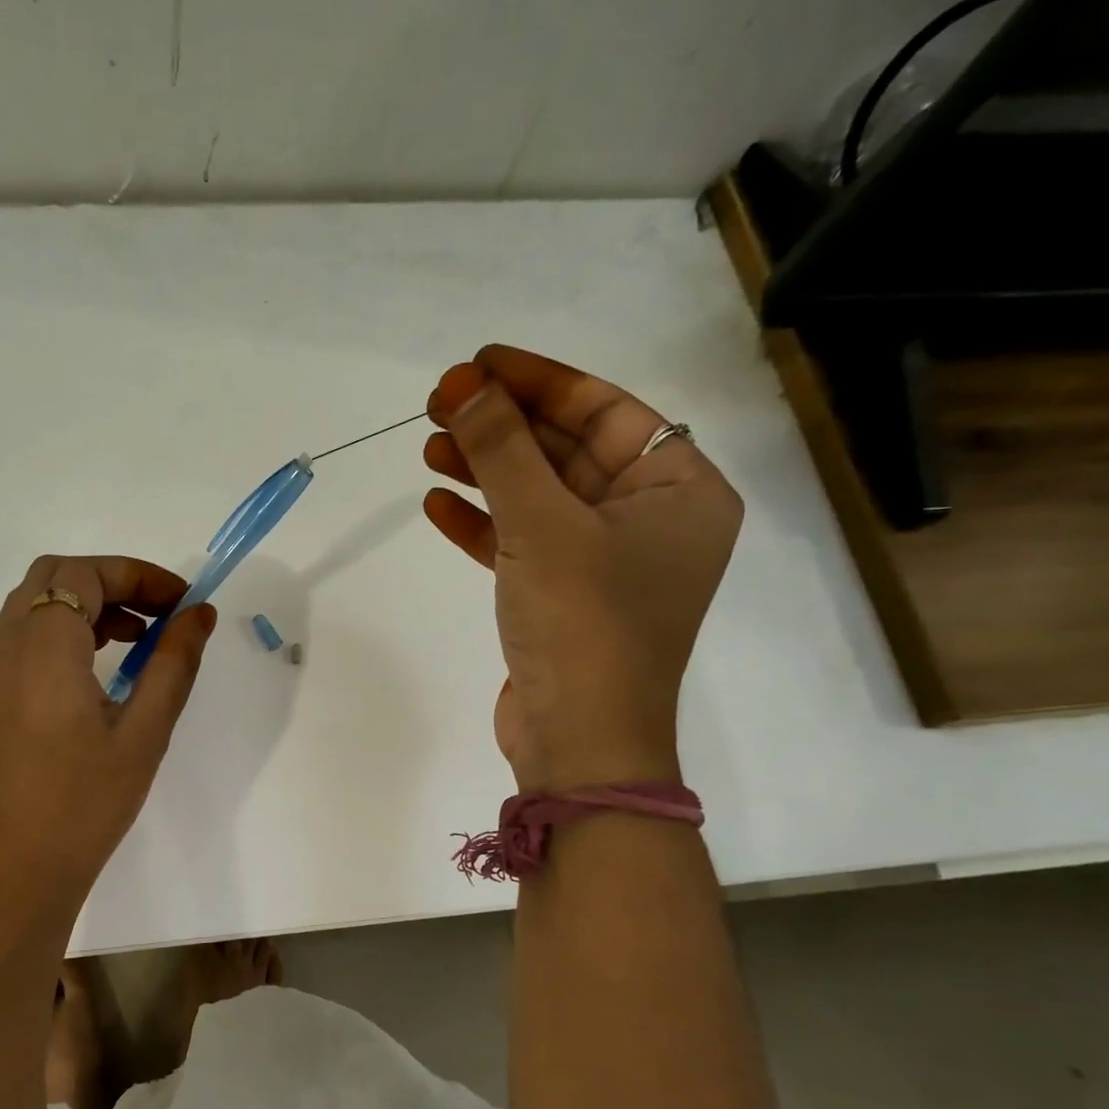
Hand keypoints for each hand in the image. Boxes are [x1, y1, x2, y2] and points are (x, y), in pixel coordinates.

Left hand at [0, 555, 217, 918]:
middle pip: (54, 578)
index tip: (183, 602)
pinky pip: (23, 640)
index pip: (85, 573)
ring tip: (139, 641)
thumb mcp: (144, 732)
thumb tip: (199, 614)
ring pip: (35, 606)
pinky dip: (64, 632)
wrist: (12, 875)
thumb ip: (174, 664)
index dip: (139, 574)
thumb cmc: (84, 805)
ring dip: (88, 606)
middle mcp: (5, 647)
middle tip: (161, 615)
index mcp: (42, 647)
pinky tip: (99, 673)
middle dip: (112, 582)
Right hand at [423, 345, 741, 791]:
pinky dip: (482, 523)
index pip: (607, 411)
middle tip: (440, 405)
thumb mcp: (542, 526)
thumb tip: (463, 384)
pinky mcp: (563, 598)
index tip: (478, 364)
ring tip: (429, 448)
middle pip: (568, 451)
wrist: (580, 744)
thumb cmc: (583, 624)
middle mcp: (649, 520)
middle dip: (503, 428)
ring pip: (539, 497)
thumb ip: (502, 450)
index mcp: (679, 491)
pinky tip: (436, 505)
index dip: (540, 382)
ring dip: (486, 472)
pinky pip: (522, 542)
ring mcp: (604, 563)